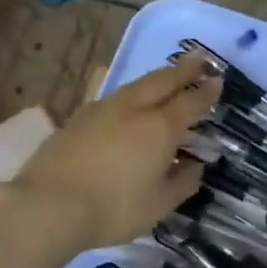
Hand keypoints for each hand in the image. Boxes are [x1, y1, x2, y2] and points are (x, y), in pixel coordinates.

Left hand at [10, 53, 220, 250]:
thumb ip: (182, 182)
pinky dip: (131, 92)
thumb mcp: (158, 205)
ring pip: (136, 84)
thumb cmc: (112, 209)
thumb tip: (195, 165)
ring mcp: (103, 108)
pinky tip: (128, 98)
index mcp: (160, 128)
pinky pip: (114, 95)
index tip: (218, 81)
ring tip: (167, 75)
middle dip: (184, 69)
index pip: (190, 103)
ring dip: (157, 77)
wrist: (48, 204)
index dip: (206, 92)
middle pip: (163, 81)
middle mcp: (134, 109)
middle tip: (200, 59)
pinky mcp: (79, 116)